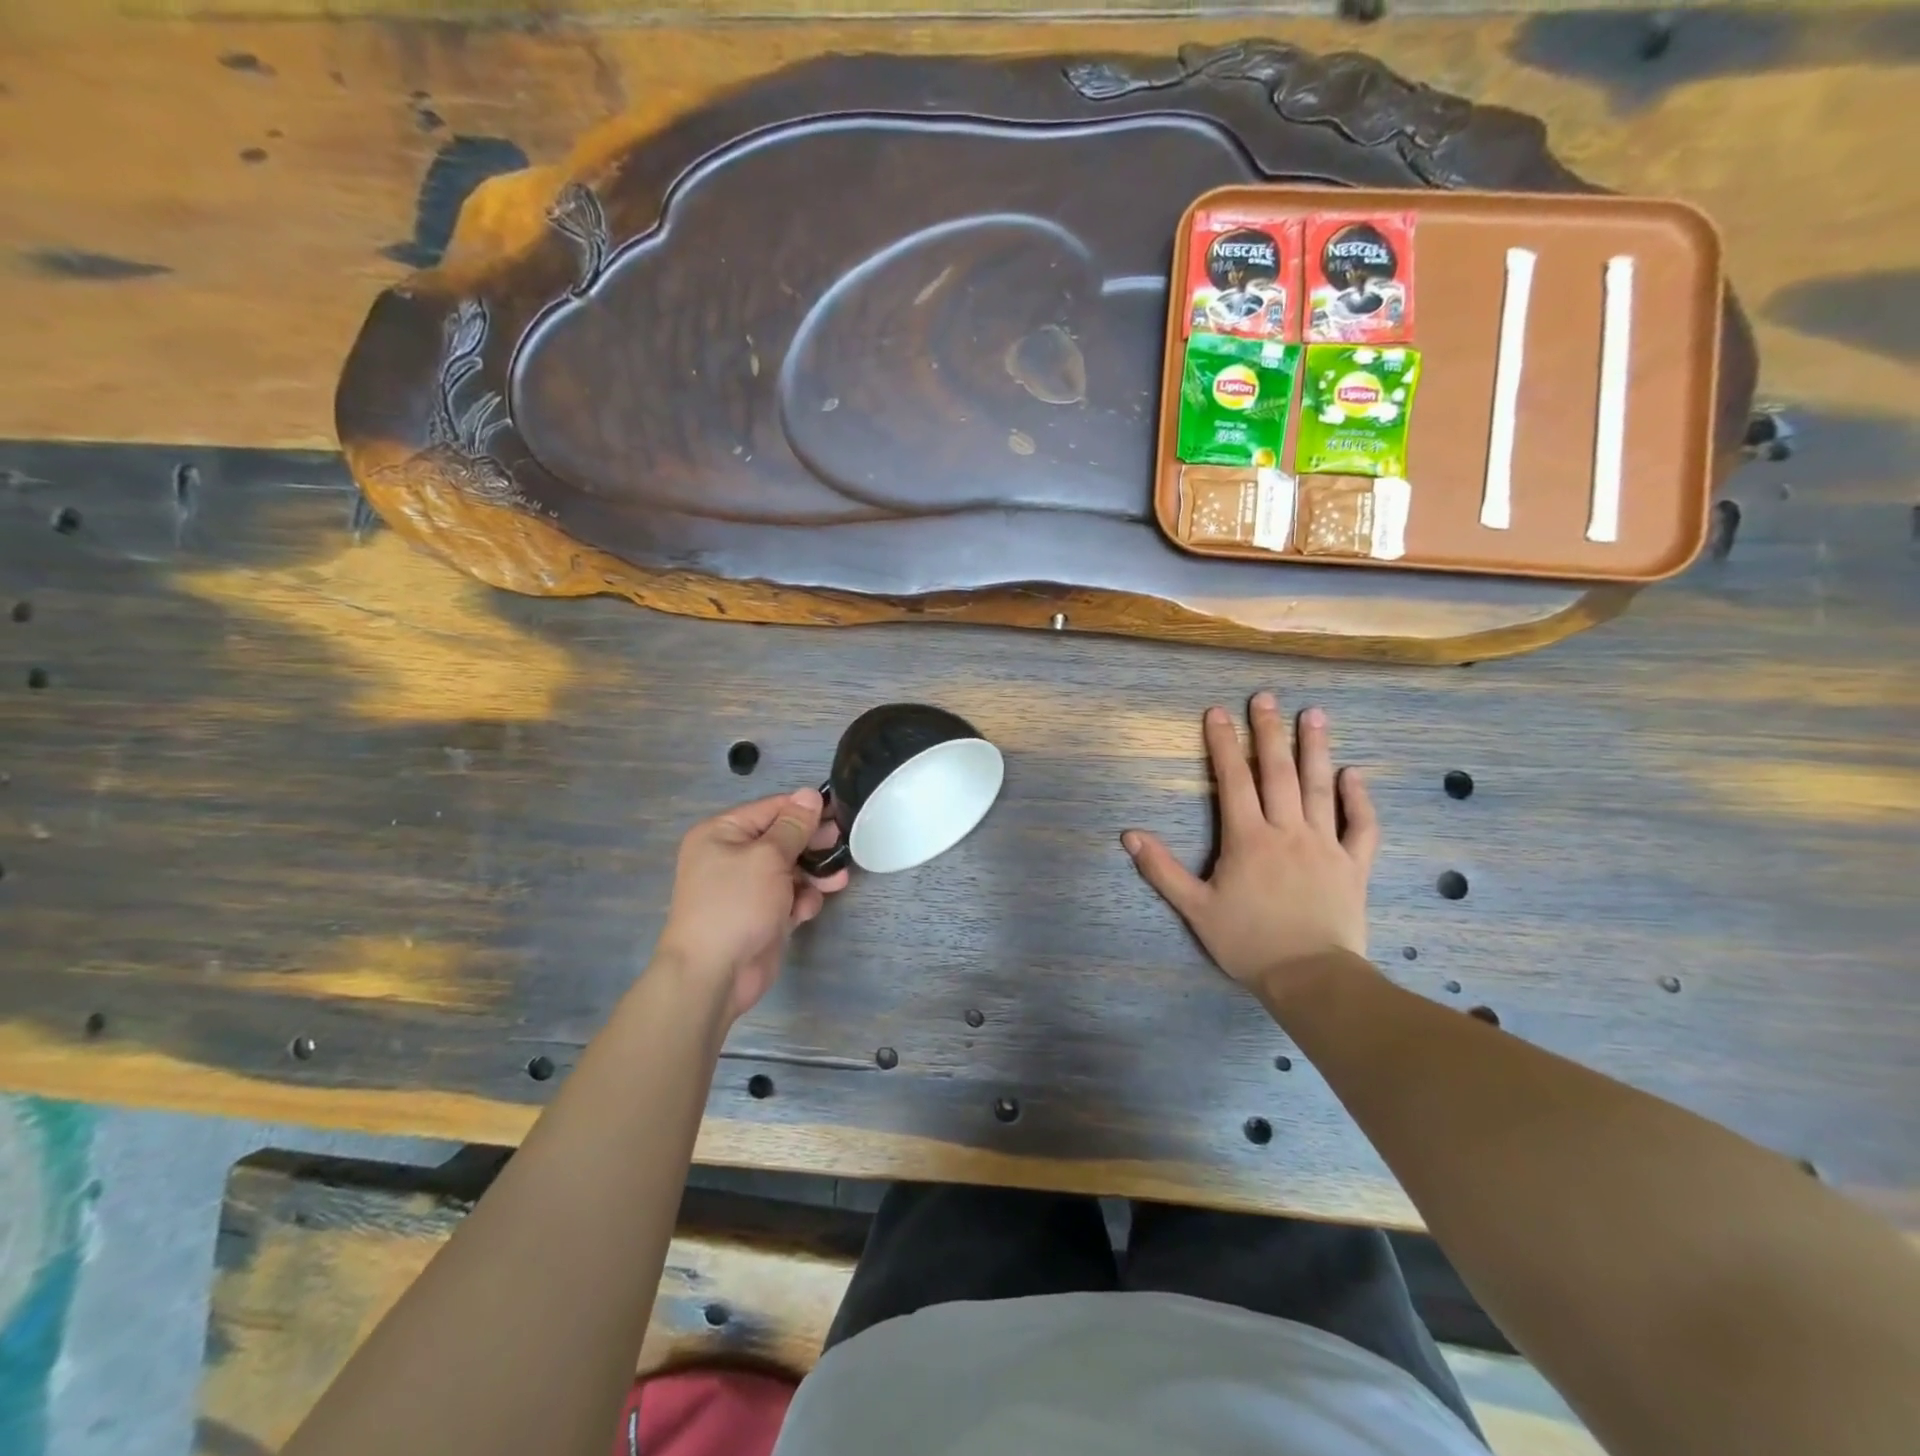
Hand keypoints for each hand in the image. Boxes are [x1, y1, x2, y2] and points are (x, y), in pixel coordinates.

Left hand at [655, 788, 849, 1021]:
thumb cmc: (736, 904)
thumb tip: (810, 794)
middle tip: (841, 845)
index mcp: (722, 833)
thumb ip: (793, 826)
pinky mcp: (760, 915)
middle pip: (782, 839)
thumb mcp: (768, 857)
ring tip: (837, 881)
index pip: (770, 809)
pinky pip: (787, 898)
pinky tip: (806, 911)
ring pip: (789, 870)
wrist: (713, 974)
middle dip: (812, 844)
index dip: (804, 809)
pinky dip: (800, 901)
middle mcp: (731, 856)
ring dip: (813, 875)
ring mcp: (746, 888)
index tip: (838, 813)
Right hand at [1123, 694, 1377, 995]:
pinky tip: (1353, 775)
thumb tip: (1129, 834)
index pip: (1233, 780)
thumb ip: (1162, 869)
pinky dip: (1359, 799)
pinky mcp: (1354, 865)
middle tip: (1266, 697)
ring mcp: (1325, 845)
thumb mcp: (1195, 908)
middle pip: (1278, 772)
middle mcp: (1287, 831)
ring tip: (1314, 714)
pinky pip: (1361, 826)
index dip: (1224, 744)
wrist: (1310, 978)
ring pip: (1320, 788)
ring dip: (1316, 749)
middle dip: (1269, 732)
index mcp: (1248, 838)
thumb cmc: (1248, 942)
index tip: (1218, 712)